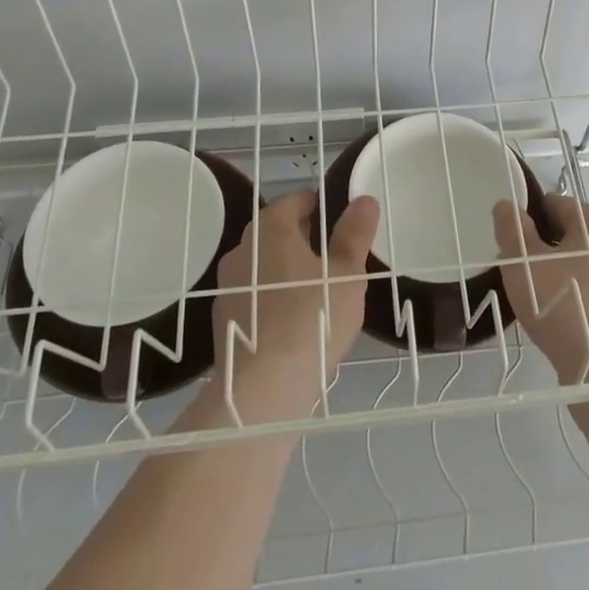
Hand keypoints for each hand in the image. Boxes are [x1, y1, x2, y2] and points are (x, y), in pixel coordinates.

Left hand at [212, 190, 378, 403]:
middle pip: (276, 231)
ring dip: (288, 270)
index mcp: (270, 229)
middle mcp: (242, 249)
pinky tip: (296, 321)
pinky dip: (274, 298)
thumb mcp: (346, 274)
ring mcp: (227, 285)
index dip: (320, 205)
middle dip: (305, 238)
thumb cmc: (312, 318)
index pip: (295, 200)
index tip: (341, 222)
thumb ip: (354, 234)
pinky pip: (255, 294)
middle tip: (336, 257)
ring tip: (319, 291)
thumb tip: (364, 199)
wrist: (263, 389)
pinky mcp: (224, 319)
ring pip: (264, 265)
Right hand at [494, 194, 588, 384]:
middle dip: (543, 251)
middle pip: (571, 237)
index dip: (528, 221)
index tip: (510, 247)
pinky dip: (577, 301)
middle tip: (519, 277)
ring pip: (584, 268)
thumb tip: (507, 206)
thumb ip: (512, 230)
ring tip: (535, 304)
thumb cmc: (565, 306)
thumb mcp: (524, 263)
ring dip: (559, 278)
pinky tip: (559, 324)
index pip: (556, 205)